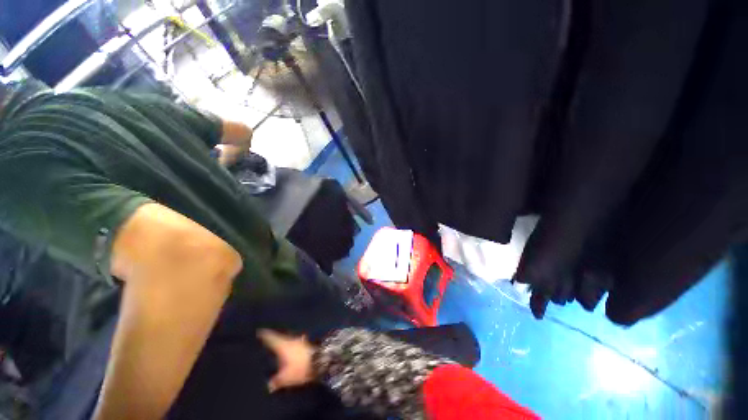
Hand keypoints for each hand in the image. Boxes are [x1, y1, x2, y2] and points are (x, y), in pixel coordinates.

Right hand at [257, 329, 316, 391]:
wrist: (321, 361)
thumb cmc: (300, 368)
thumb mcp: (285, 378)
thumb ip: (276, 381)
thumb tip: (269, 386)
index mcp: (283, 345)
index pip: (272, 338)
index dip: (265, 335)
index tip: (260, 331)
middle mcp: (291, 340)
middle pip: (281, 338)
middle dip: (275, 339)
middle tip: (269, 340)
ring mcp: (300, 341)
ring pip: (289, 341)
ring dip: (285, 343)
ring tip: (280, 346)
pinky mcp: (307, 345)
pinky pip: (296, 344)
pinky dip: (293, 347)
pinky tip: (294, 349)